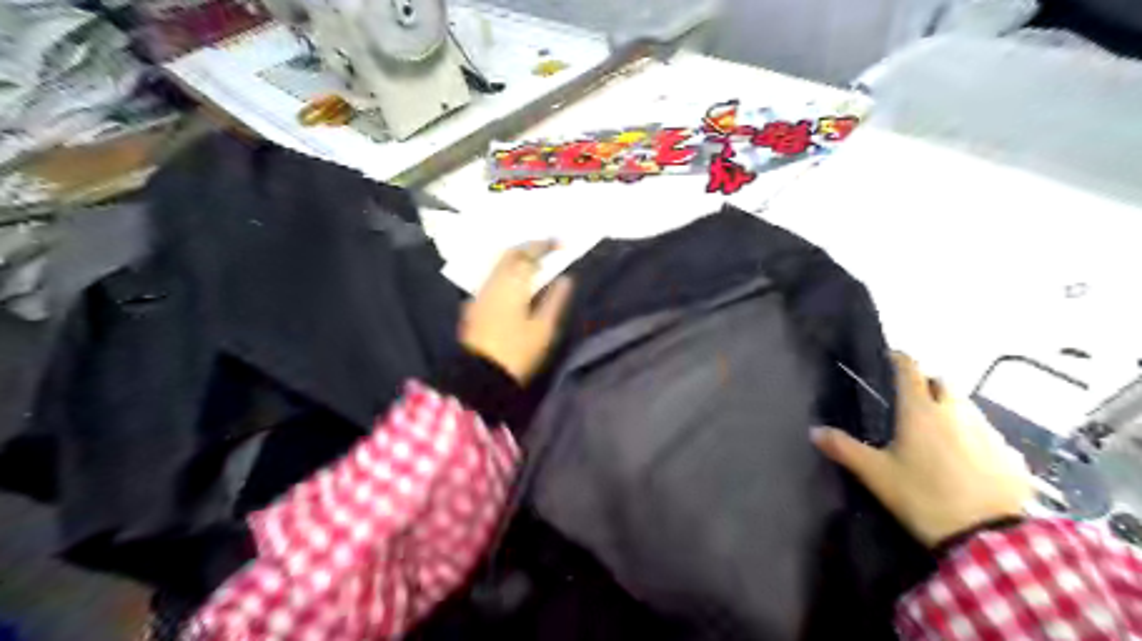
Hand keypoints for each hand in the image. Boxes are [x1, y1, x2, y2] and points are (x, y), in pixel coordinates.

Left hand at [460, 237, 575, 381]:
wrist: (480, 376)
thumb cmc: (517, 352)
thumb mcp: (543, 329)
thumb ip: (555, 300)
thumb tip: (565, 279)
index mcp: (512, 284)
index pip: (528, 254)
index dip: (545, 245)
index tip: (562, 243)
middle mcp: (493, 282)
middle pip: (509, 254)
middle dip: (529, 247)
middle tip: (547, 248)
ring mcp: (480, 293)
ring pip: (498, 265)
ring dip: (516, 259)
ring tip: (534, 264)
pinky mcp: (474, 305)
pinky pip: (492, 278)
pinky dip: (507, 273)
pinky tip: (515, 283)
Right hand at [811, 354, 1036, 548]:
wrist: (990, 538)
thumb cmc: (923, 497)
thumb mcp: (876, 474)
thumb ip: (844, 449)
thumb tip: (814, 430)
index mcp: (920, 411)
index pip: (910, 370)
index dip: (899, 359)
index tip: (891, 357)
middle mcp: (956, 412)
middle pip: (943, 382)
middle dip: (927, 383)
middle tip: (912, 400)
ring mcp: (988, 432)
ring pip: (967, 406)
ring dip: (951, 408)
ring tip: (939, 430)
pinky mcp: (1010, 455)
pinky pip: (988, 433)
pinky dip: (973, 435)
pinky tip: (967, 458)